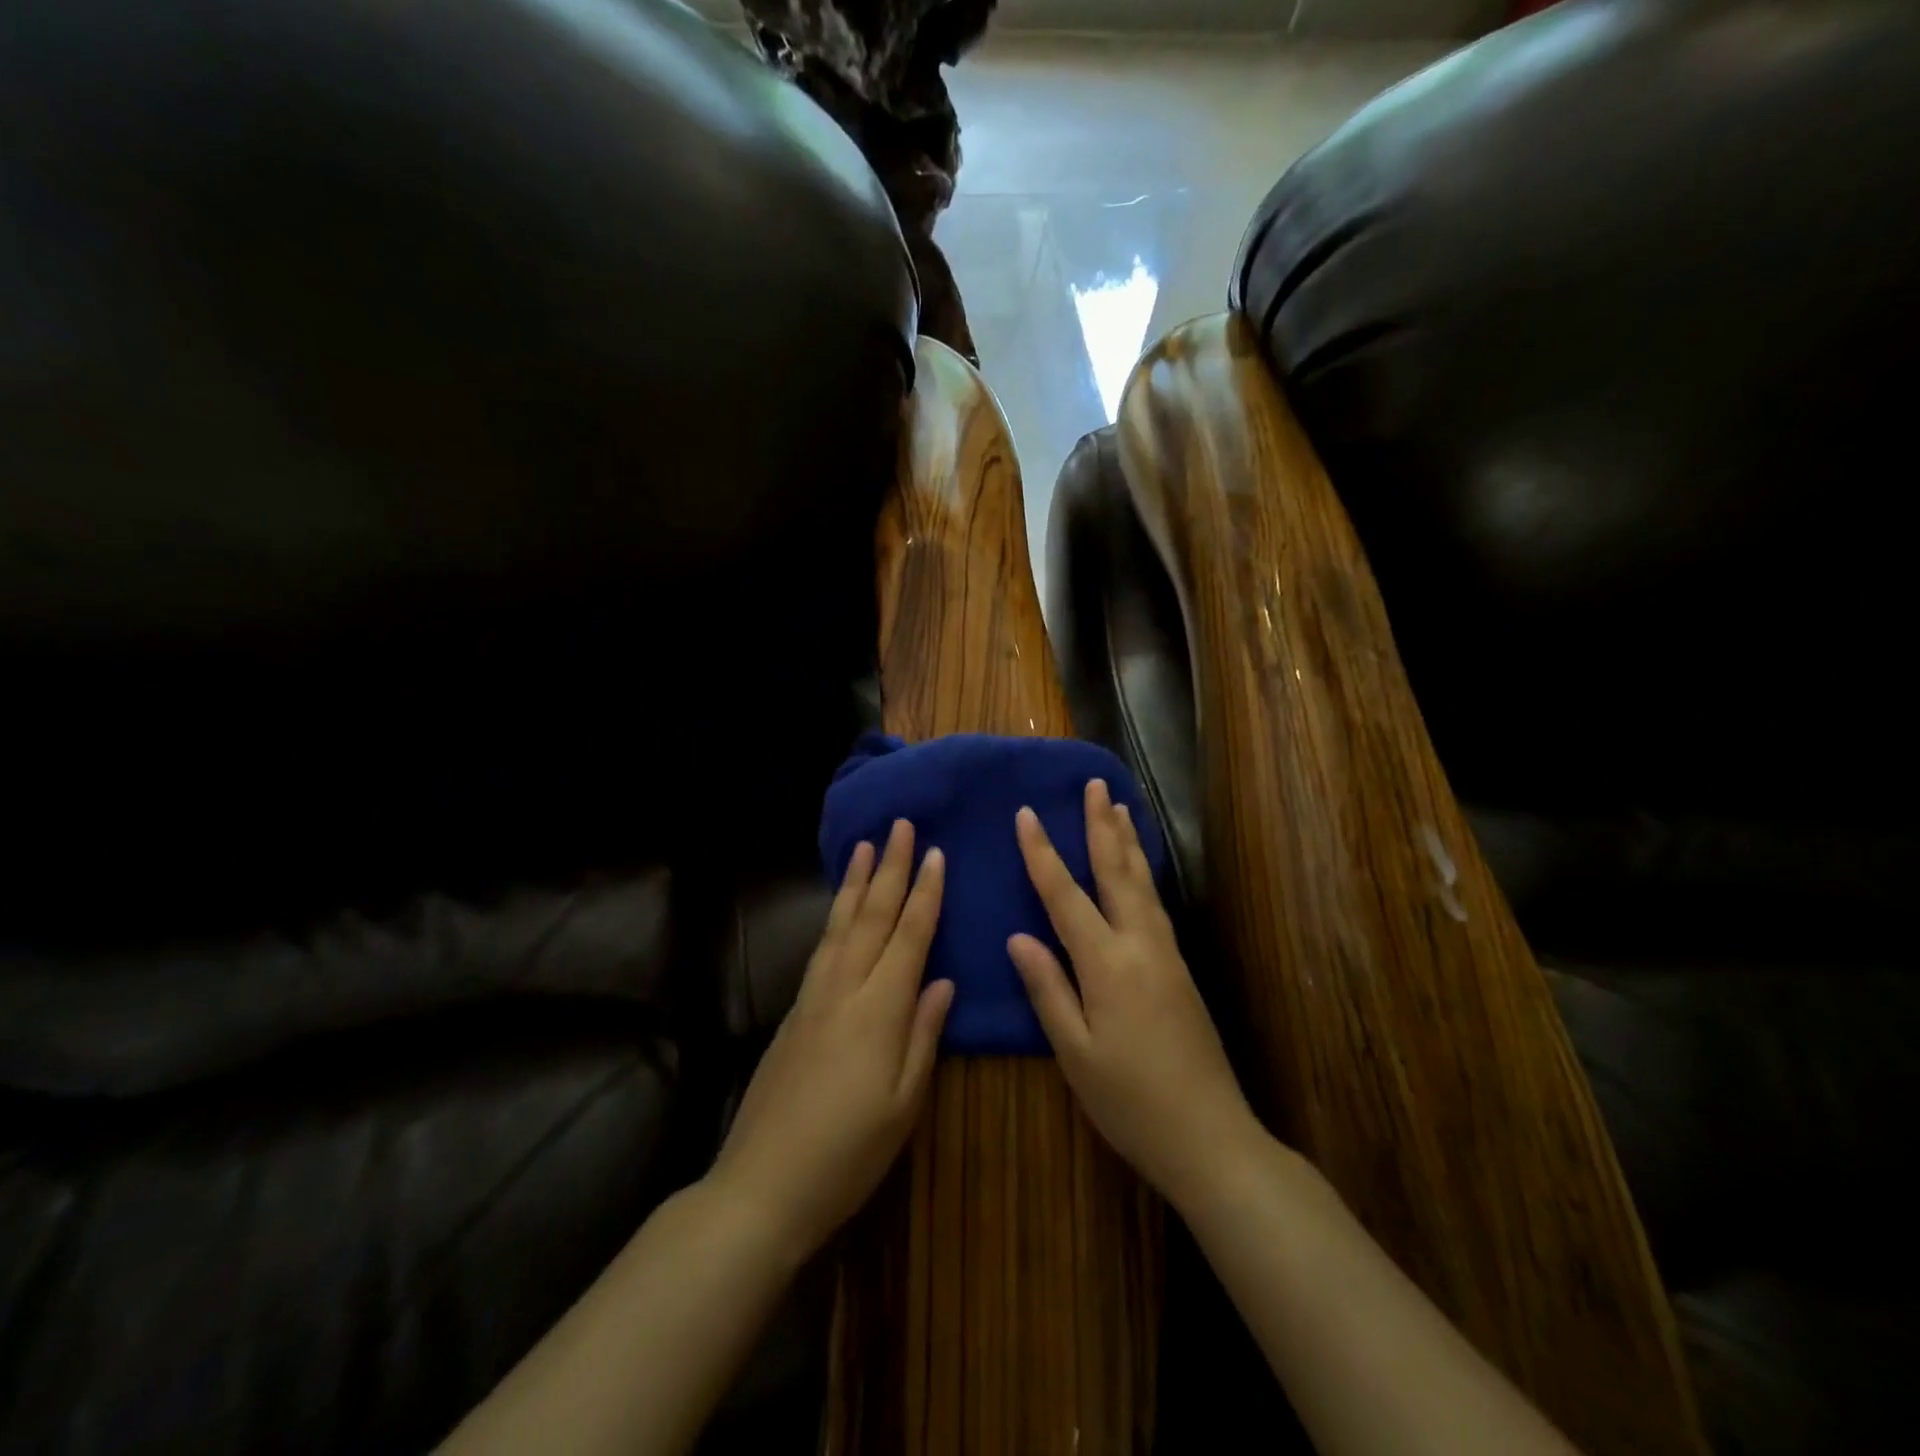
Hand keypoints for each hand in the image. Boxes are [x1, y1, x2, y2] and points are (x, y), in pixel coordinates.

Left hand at [711, 819, 953, 1261]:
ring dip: (854, 882)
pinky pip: (821, 947)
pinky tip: (838, 909)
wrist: (761, 1185)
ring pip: (839, 925)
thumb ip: (924, 1035)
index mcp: (879, 1011)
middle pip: (871, 917)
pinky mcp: (793, 1013)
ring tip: (863, 847)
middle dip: (888, 868)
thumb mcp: (903, 1104)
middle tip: (898, 826)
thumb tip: (942, 980)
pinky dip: (833, 917)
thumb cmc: (848, 1154)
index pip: (908, 937)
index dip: (924, 894)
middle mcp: (843, 990)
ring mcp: (812, 998)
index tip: (935, 853)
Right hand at [1009, 779, 1260, 1208]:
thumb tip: (1019, 938)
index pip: (1065, 895)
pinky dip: (1143, 872)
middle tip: (1094, 783)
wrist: (1210, 1136)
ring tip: (1119, 807)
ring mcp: (1167, 954)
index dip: (1043, 853)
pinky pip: (1155, 903)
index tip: (1027, 814)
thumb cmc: (1130, 1101)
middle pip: (1117, 872)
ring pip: (1142, 883)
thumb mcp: (1075, 1053)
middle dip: (1101, 825)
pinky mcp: (1181, 968)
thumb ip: (1048, 990)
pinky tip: (1138, 869)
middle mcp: (1141, 945)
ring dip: (1127, 841)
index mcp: (1107, 964)